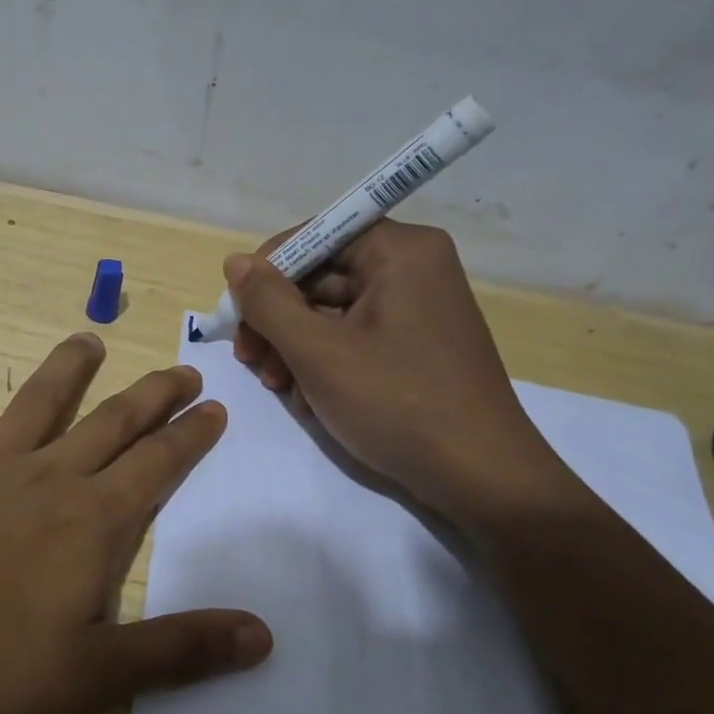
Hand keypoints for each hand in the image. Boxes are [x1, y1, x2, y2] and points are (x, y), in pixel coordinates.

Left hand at [0, 332, 272, 713]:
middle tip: (181, 369)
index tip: (214, 407)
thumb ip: (178, 652)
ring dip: (65, 369)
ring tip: (88, 338)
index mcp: (89, 523)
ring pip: (36, 403)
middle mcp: (44, 478)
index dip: (190, 436)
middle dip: (151, 396)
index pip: (157, 466)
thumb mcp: (90, 676)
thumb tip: (263, 635)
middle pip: (111, 424)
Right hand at [228, 221, 573, 532]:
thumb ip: (268, 302)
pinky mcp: (416, 345)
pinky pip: (354, 337)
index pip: (314, 237)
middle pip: (320, 276)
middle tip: (251, 361)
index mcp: (401, 251)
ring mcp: (417, 309)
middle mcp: (413, 269)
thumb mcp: (318, 352)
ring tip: (279, 387)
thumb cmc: (396, 403)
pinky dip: (324, 362)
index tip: (237, 318)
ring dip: (294, 346)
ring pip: (331, 312)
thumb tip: (234, 262)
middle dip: (278, 320)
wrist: (480, 477)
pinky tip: (310, 398)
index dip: (267, 273)